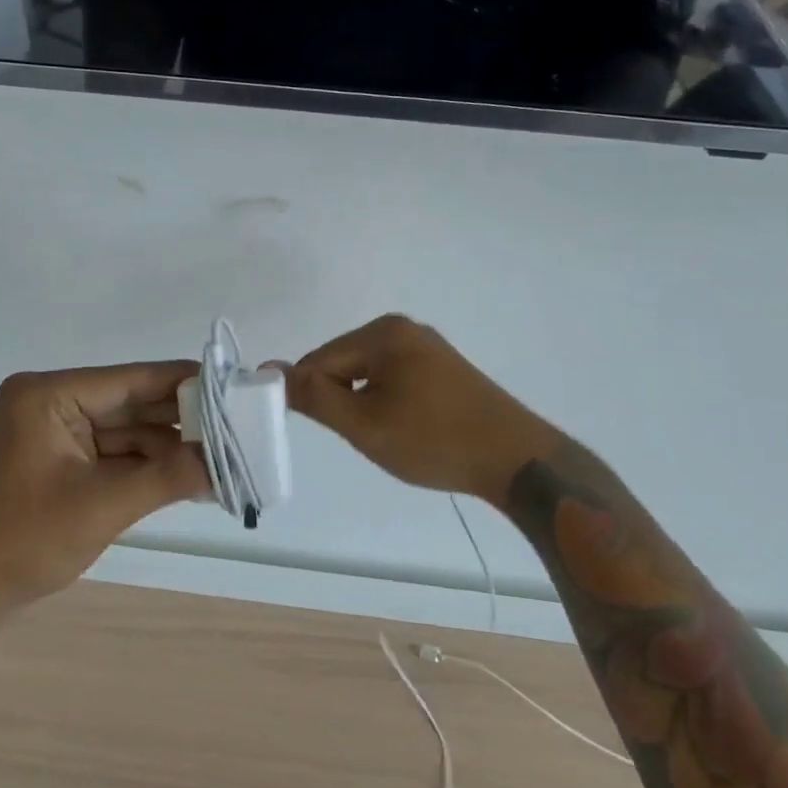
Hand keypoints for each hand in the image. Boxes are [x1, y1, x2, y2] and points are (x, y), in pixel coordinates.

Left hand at [0, 363, 208, 641]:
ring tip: (223, 455)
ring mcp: (55, 432)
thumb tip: (226, 462)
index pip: (130, 380)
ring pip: (126, 430)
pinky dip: (146, 465)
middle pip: (130, 404)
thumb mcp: (101, 506)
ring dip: (168, 447)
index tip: (233, 387)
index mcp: (49, 395)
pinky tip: (189, 473)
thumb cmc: (23, 541)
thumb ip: (167, 477)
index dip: (183, 383)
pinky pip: (113, 453)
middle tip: (238, 427)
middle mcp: (52, 402)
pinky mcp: (59, 460)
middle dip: (180, 420)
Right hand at [284, 316, 555, 508]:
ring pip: (368, 372)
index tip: (319, 428)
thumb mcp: (364, 424)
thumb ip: (314, 396)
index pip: (320, 359)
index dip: (310, 395)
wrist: (517, 459)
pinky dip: (387, 401)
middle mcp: (403, 328)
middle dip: (341, 398)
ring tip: (387, 436)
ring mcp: (427, 345)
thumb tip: (270, 369)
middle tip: (362, 437)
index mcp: (382, 333)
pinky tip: (406, 427)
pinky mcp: (443, 366)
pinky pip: (394, 377)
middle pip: (344, 361)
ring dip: (363, 402)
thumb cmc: (434, 440)